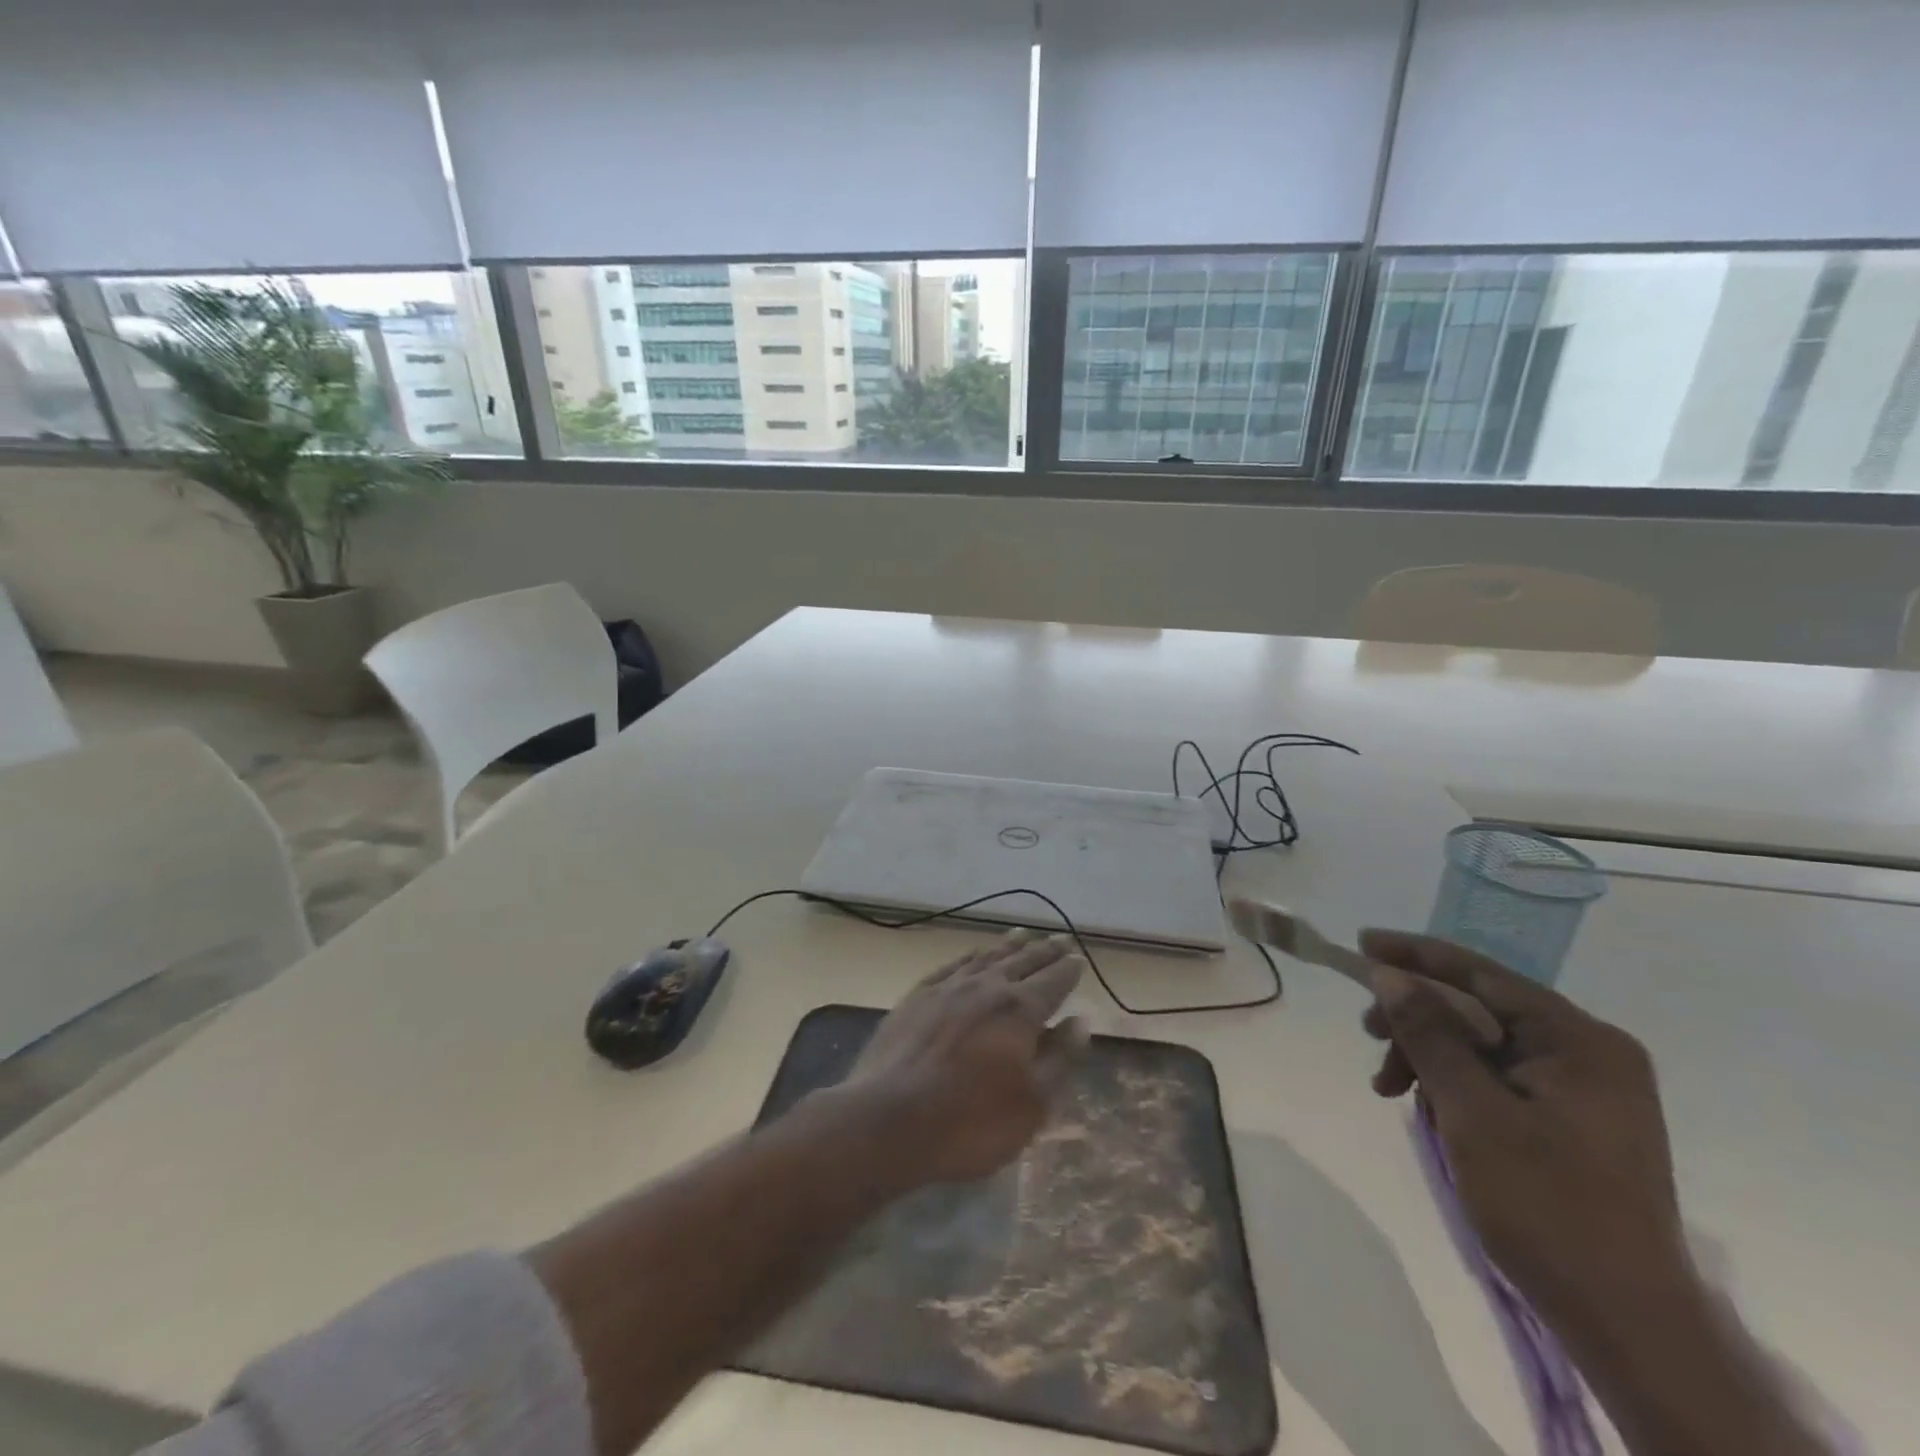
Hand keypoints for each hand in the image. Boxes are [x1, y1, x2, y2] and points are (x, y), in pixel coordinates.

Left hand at [842, 928, 1087, 1186]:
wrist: (887, 1119)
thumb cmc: (970, 1122)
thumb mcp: (1031, 1105)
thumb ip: (1060, 1059)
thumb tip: (1080, 1020)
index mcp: (1019, 1010)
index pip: (1053, 982)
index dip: (1068, 971)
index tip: (1079, 959)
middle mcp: (986, 987)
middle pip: (1022, 962)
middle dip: (1044, 951)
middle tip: (1059, 939)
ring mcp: (947, 988)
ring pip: (986, 958)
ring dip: (1008, 946)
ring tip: (1022, 934)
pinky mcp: (917, 996)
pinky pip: (952, 966)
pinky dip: (969, 957)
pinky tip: (973, 956)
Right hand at [1359, 930, 1685, 1323]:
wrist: (1625, 1321)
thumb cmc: (1546, 1205)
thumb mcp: (1472, 1111)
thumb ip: (1429, 1034)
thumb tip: (1389, 975)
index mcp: (1580, 1041)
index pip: (1483, 975)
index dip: (1417, 955)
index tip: (1363, 942)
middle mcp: (1589, 1052)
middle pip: (1480, 1008)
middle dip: (1417, 1017)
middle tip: (1368, 1035)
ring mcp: (1585, 1088)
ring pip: (1483, 1044)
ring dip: (1428, 1055)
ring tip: (1387, 1087)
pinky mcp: (1572, 1119)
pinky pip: (1497, 1076)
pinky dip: (1453, 1083)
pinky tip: (1424, 1105)